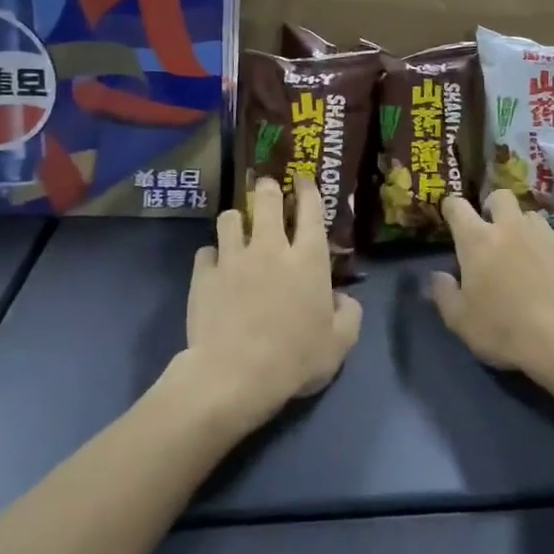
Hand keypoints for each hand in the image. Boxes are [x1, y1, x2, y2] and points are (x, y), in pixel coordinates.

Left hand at [184, 175, 361, 429]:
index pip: (311, 209)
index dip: (308, 189)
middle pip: (267, 201)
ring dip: (237, 219)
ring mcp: (233, 258)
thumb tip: (342, 299)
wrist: (234, 375)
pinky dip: (212, 255)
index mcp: (308, 259)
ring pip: (231, 218)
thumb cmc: (295, 358)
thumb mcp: (340, 343)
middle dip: (268, 188)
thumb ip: (349, 314)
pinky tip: (215, 265)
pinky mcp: (204, 275)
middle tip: (267, 187)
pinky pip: (206, 251)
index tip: (303, 179)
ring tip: (238, 226)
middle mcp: (271, 247)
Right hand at [430, 190, 553, 379]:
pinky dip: (548, 252)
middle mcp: (511, 227)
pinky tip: (552, 277)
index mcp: (478, 240)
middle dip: (493, 207)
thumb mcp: (461, 321)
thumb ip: (444, 294)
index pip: (457, 206)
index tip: (451, 215)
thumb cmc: (505, 329)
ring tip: (524, 255)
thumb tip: (438, 275)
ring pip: (530, 217)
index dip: (451, 207)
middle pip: (500, 196)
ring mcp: (546, 235)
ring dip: (523, 228)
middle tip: (492, 231)